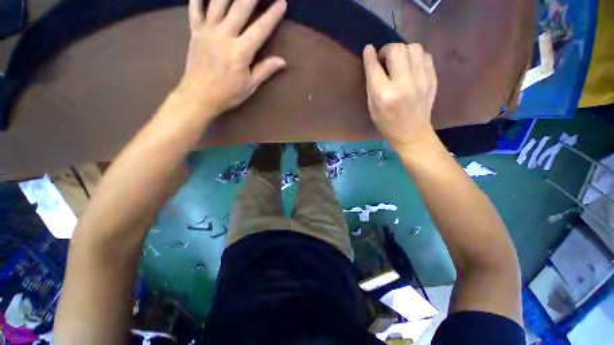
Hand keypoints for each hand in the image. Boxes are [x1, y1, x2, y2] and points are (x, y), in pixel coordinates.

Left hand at [177, 0, 286, 115]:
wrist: (198, 97)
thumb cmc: (227, 94)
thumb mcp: (250, 86)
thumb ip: (265, 70)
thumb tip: (283, 61)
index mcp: (240, 52)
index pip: (260, 29)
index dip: (272, 15)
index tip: (282, 2)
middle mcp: (224, 36)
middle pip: (240, 7)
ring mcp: (208, 31)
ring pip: (218, 2)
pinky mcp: (195, 32)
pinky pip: (195, 8)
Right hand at [362, 43, 436, 151]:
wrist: (412, 134)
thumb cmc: (387, 124)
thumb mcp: (372, 108)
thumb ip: (371, 85)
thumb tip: (372, 61)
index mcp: (384, 95)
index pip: (375, 67)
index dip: (370, 55)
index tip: (368, 49)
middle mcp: (403, 83)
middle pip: (397, 49)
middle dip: (387, 50)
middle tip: (385, 58)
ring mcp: (421, 80)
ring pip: (413, 47)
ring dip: (403, 51)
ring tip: (399, 61)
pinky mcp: (433, 79)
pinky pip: (425, 55)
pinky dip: (416, 56)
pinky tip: (411, 66)